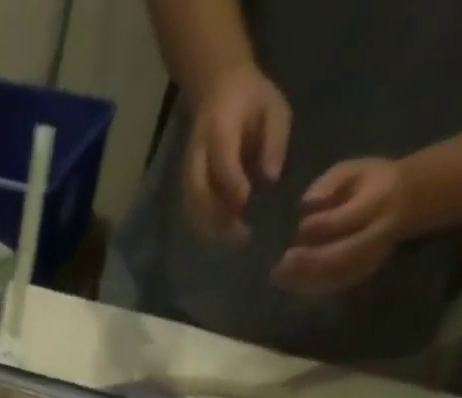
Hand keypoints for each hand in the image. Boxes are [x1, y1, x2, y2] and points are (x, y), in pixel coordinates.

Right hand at [182, 66, 291, 243]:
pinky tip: (222, 237)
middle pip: (199, 195)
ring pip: (192, 209)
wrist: (217, 89)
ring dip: (210, 230)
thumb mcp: (274, 108)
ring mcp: (188, 173)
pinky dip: (204, 229)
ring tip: (233, 243)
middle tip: (242, 237)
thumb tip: (271, 178)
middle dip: (218, 219)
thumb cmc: (252, 100)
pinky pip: (191, 213)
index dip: (232, 185)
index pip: (222, 163)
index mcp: (220, 129)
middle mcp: (197, 155)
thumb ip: (274, 141)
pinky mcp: (187, 186)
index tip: (246, 204)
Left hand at [272, 157, 410, 294]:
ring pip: (337, 276)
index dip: (319, 226)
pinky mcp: (364, 273)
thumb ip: (331, 182)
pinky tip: (290, 283)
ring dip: (305, 280)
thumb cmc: (371, 182)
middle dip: (308, 262)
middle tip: (280, 265)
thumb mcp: (354, 169)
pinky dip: (311, 287)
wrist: (408, 201)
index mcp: (378, 202)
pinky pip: (335, 286)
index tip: (297, 228)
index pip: (345, 219)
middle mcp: (377, 234)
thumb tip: (307, 202)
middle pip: (341, 255)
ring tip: (279, 277)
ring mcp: (372, 257)